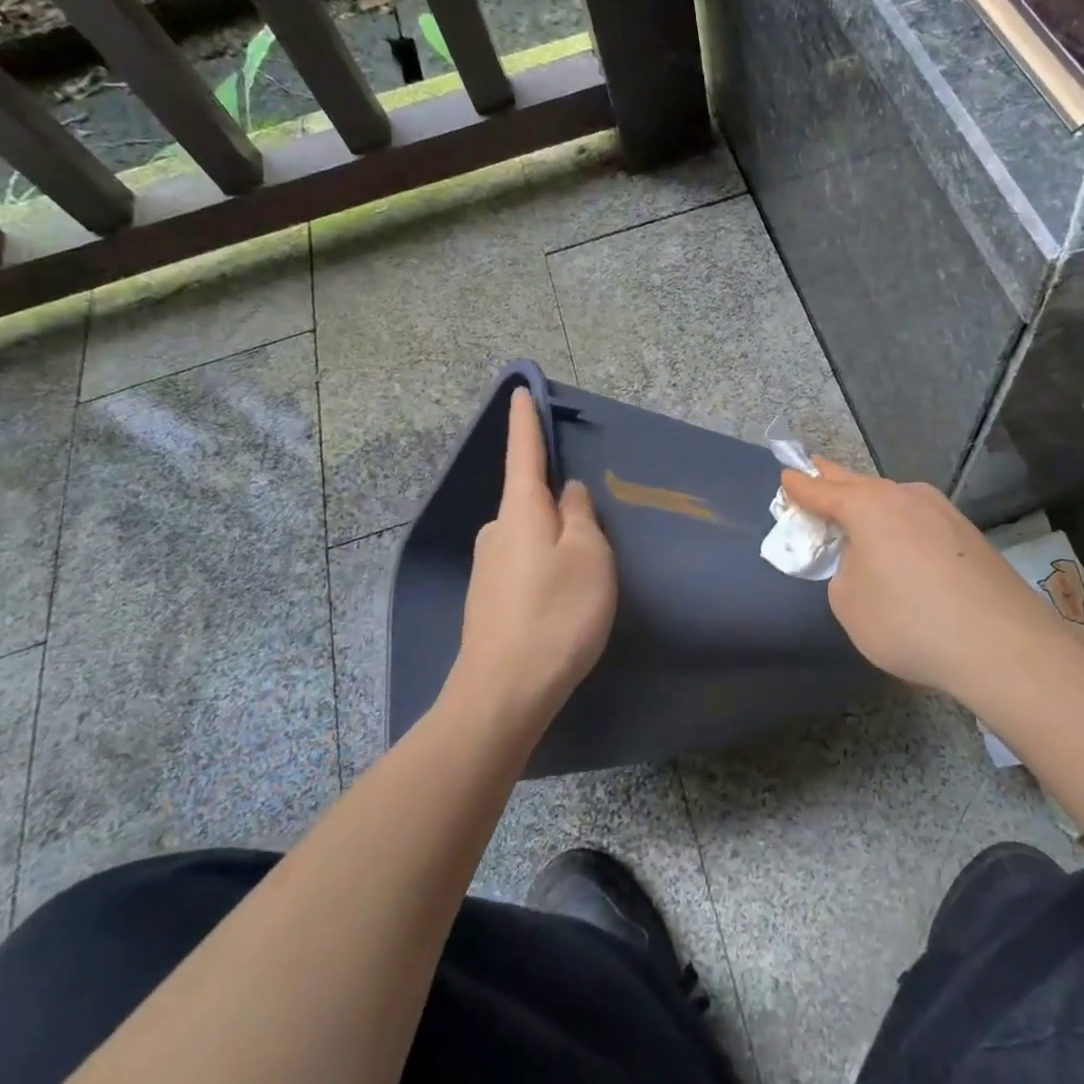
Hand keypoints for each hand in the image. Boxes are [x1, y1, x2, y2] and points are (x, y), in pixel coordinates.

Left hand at [446, 388, 616, 733]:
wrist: (504, 693)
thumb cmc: (557, 614)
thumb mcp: (589, 557)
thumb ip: (582, 516)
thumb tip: (569, 493)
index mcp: (520, 511)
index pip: (524, 453)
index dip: (526, 421)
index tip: (520, 391)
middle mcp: (497, 531)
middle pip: (532, 501)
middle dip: (560, 507)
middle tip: (595, 540)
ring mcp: (488, 567)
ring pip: (531, 538)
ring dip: (556, 545)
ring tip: (584, 582)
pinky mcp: (488, 599)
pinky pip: (524, 566)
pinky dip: (546, 571)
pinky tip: (560, 604)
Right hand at [782, 459, 1065, 701]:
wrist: (1002, 645)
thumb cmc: (909, 620)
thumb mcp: (849, 602)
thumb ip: (844, 571)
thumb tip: (866, 562)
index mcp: (869, 506)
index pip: (822, 490)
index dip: (800, 486)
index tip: (786, 476)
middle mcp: (906, 497)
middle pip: (860, 484)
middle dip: (834, 479)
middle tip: (816, 469)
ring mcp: (944, 512)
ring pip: (894, 501)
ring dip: (872, 504)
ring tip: (858, 509)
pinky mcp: (969, 536)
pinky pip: (920, 522)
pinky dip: (901, 526)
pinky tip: (903, 545)